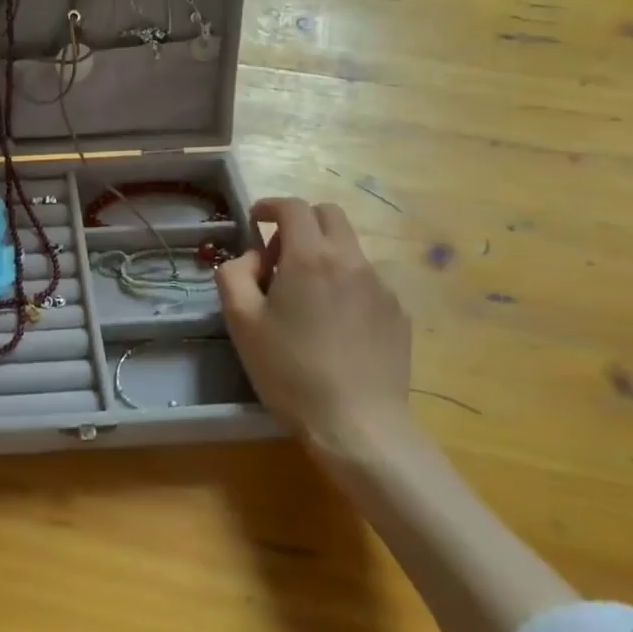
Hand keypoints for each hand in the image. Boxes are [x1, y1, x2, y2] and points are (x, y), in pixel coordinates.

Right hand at [216, 198, 413, 453]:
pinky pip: (367, 280)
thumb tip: (251, 258)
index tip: (255, 220)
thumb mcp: (241, 321)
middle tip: (280, 257)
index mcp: (310, 256)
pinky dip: (345, 283)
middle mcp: (350, 260)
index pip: (293, 207)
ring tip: (307, 297)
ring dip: (324, 254)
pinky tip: (334, 324)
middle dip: (301, 223)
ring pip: (349, 248)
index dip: (270, 206)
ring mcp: (381, 286)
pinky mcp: (398, 313)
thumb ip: (234, 275)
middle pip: (329, 215)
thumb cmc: (290, 371)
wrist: (358, 425)